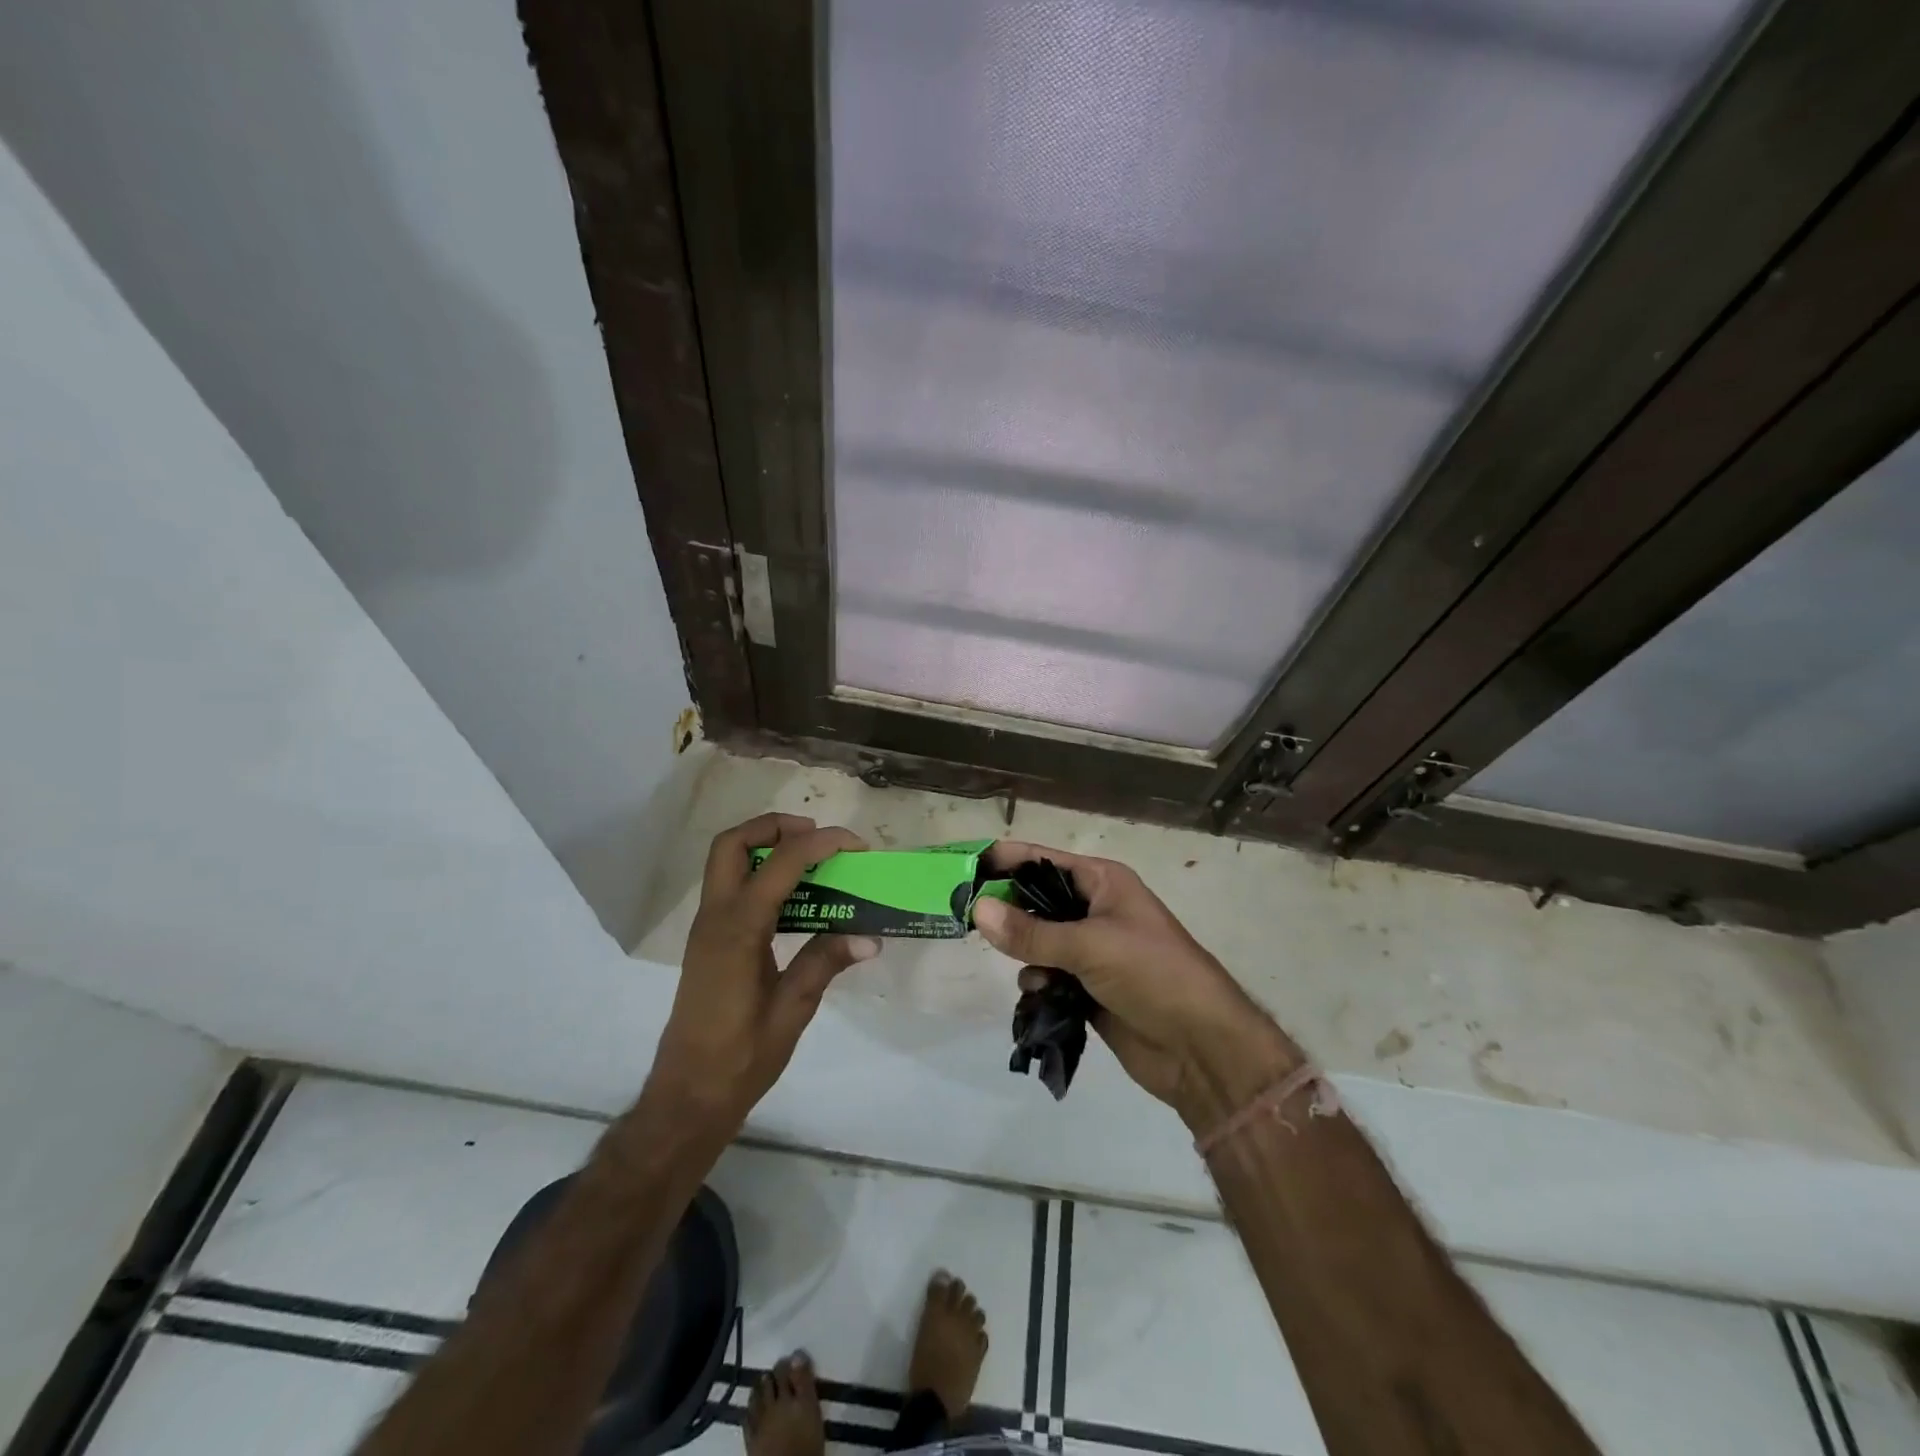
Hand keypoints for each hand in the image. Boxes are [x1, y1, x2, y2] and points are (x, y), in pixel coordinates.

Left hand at [647, 813, 878, 1130]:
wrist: (687, 1096)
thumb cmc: (739, 1058)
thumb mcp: (792, 1011)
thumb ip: (825, 964)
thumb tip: (871, 936)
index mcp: (738, 931)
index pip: (780, 864)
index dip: (820, 844)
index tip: (855, 845)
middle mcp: (715, 918)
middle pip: (733, 844)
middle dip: (775, 826)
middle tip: (817, 837)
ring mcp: (706, 928)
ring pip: (726, 861)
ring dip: (765, 846)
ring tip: (812, 861)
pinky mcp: (708, 941)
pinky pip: (731, 886)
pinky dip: (760, 873)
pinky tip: (794, 899)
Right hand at [973, 842, 1300, 1128]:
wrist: (1202, 1047)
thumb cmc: (1152, 974)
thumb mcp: (1090, 945)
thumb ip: (1031, 931)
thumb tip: (977, 909)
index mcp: (1103, 882)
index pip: (1043, 861)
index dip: (1006, 861)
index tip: (964, 868)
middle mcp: (1095, 910)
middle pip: (1037, 901)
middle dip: (1008, 911)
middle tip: (969, 921)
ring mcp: (1092, 951)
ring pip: (1038, 941)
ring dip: (1026, 954)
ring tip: (1028, 970)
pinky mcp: (1088, 988)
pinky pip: (1048, 975)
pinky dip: (1038, 982)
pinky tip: (1040, 995)